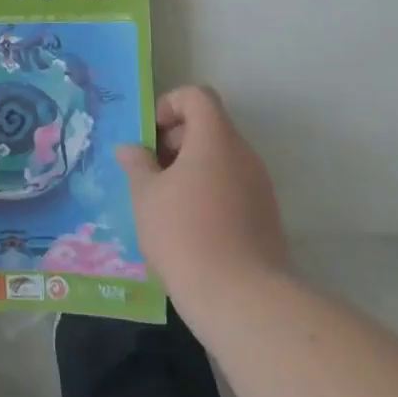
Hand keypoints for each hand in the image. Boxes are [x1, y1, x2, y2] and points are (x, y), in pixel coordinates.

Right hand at [118, 85, 287, 311]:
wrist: (242, 300)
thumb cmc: (185, 234)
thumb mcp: (145, 195)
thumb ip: (137, 164)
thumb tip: (130, 149)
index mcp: (215, 139)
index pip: (197, 96)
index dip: (170, 105)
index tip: (152, 137)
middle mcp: (244, 155)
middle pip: (210, 127)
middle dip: (177, 141)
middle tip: (151, 172)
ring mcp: (260, 187)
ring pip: (221, 160)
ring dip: (192, 170)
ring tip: (165, 204)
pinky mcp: (267, 218)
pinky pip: (233, 189)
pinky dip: (210, 195)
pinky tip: (189, 229)